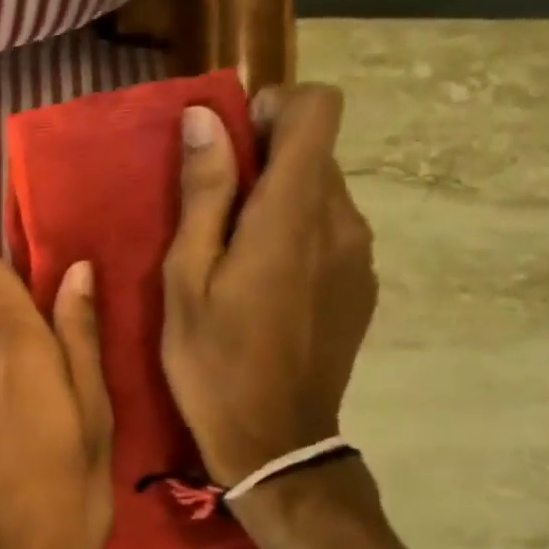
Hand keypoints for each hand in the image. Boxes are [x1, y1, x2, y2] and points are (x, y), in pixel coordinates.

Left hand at [0, 260, 112, 548]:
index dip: (13, 284)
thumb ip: (79, 340)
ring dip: (1, 394)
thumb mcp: (95, 423)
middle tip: (60, 413)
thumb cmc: (66, 505)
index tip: (44, 314)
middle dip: (20, 358)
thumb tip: (77, 271)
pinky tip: (3, 467)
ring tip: (34, 448)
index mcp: (13, 354)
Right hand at [160, 84, 376, 488]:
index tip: (230, 145)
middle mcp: (342, 221)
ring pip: (320, 191)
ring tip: (232, 255)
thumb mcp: (186, 276)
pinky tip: (263, 286)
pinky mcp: (362, 284)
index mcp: (293, 213)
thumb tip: (205, 118)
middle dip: (262, 161)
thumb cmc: (212, 358)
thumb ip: (204, 192)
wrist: (276, 441)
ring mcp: (360, 255)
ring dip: (276, 200)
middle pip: (314, 151)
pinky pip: (330, 229)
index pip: (318, 109)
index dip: (274, 108)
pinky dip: (295, 233)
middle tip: (210, 215)